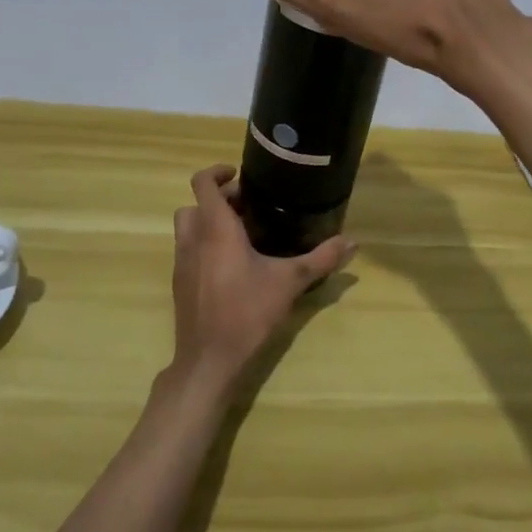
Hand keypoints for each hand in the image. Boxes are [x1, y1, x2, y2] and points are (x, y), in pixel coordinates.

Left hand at [169, 164, 354, 394]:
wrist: (210, 359)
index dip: (217, 172)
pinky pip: (188, 250)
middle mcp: (193, 239)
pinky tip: (232, 265)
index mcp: (216, 229)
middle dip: (219, 199)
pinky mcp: (180, 283)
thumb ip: (321, 259)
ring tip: (240, 232)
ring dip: (208, 221)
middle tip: (249, 206)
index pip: (202, 183)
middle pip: (195, 204)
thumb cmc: (248, 312)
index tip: (239, 174)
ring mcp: (182, 262)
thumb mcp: (290, 282)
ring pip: (187, 227)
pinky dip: (204, 244)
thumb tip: (351, 242)